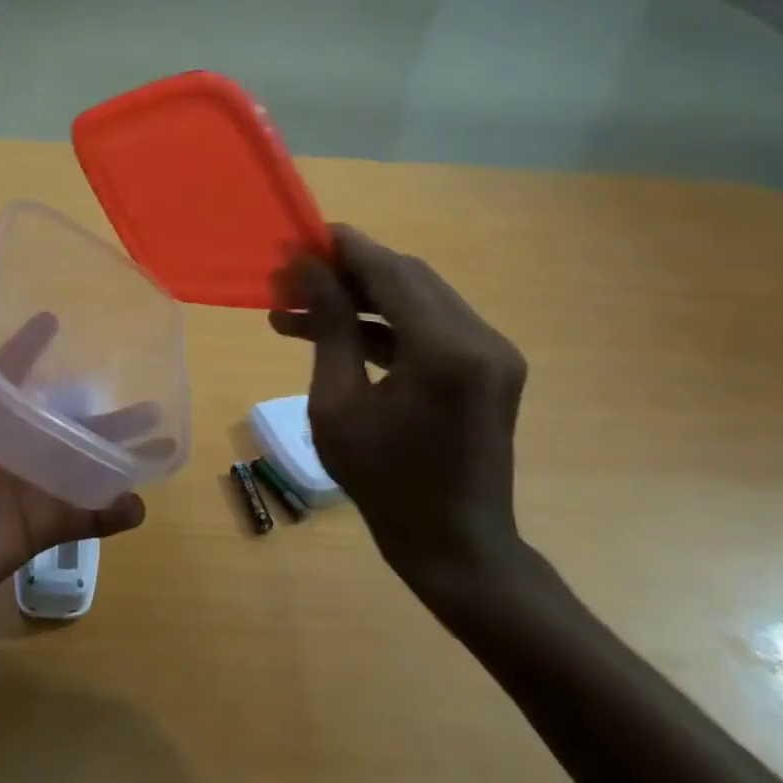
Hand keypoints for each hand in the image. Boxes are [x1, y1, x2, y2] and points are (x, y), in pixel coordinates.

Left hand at [0, 268, 147, 630]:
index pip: (12, 365)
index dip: (33, 341)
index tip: (62, 314)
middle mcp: (8, 440)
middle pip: (61, 411)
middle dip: (97, 395)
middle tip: (139, 372)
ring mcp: (30, 483)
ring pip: (86, 459)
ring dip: (122, 448)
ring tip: (161, 435)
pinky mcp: (44, 523)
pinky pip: (89, 515)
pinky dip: (116, 510)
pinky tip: (139, 500)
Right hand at [270, 225, 526, 605]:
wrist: (455, 545)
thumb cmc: (385, 483)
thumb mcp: (338, 404)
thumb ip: (328, 327)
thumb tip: (306, 269)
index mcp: (446, 351)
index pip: (391, 272)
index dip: (344, 248)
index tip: (299, 237)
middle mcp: (481, 339)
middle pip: (407, 278)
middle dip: (346, 273)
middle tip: (290, 280)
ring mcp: (492, 352)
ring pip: (418, 299)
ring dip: (361, 300)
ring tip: (299, 310)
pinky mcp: (489, 367)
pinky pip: (430, 328)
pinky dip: (384, 327)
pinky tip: (337, 335)